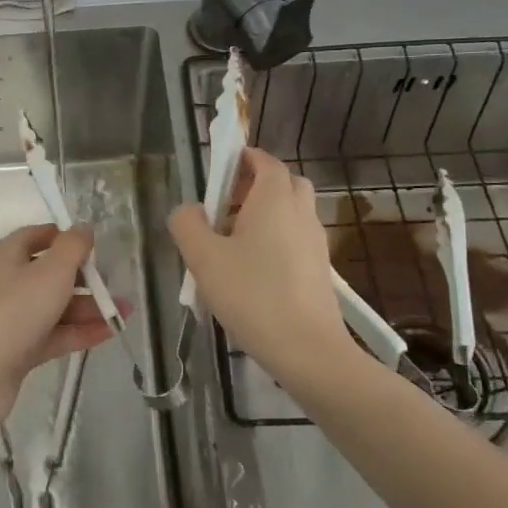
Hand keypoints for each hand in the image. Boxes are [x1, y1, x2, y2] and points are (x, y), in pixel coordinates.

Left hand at [0, 225, 115, 424]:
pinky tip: (109, 333)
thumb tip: (83, 227)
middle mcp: (6, 283)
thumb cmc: (16, 309)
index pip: (36, 236)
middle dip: (85, 279)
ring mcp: (12, 318)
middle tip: (116, 284)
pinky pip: (53, 334)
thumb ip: (73, 247)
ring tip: (125, 313)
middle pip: (49, 273)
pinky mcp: (18, 349)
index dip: (64, 237)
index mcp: (7, 256)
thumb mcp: (52, 270)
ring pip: (55, 306)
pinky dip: (79, 332)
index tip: (93, 246)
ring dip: (89, 308)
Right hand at [169, 147, 353, 384]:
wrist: (307, 349)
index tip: (219, 168)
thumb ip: (187, 225)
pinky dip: (276, 239)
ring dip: (265, 214)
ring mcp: (315, 241)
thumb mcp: (203, 258)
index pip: (265, 161)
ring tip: (232, 241)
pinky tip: (252, 270)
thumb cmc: (252, 294)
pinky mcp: (320, 269)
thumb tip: (188, 210)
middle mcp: (300, 212)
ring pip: (291, 212)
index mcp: (274, 199)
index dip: (243, 158)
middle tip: (225, 204)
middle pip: (284, 183)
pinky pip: (296, 239)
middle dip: (255, 184)